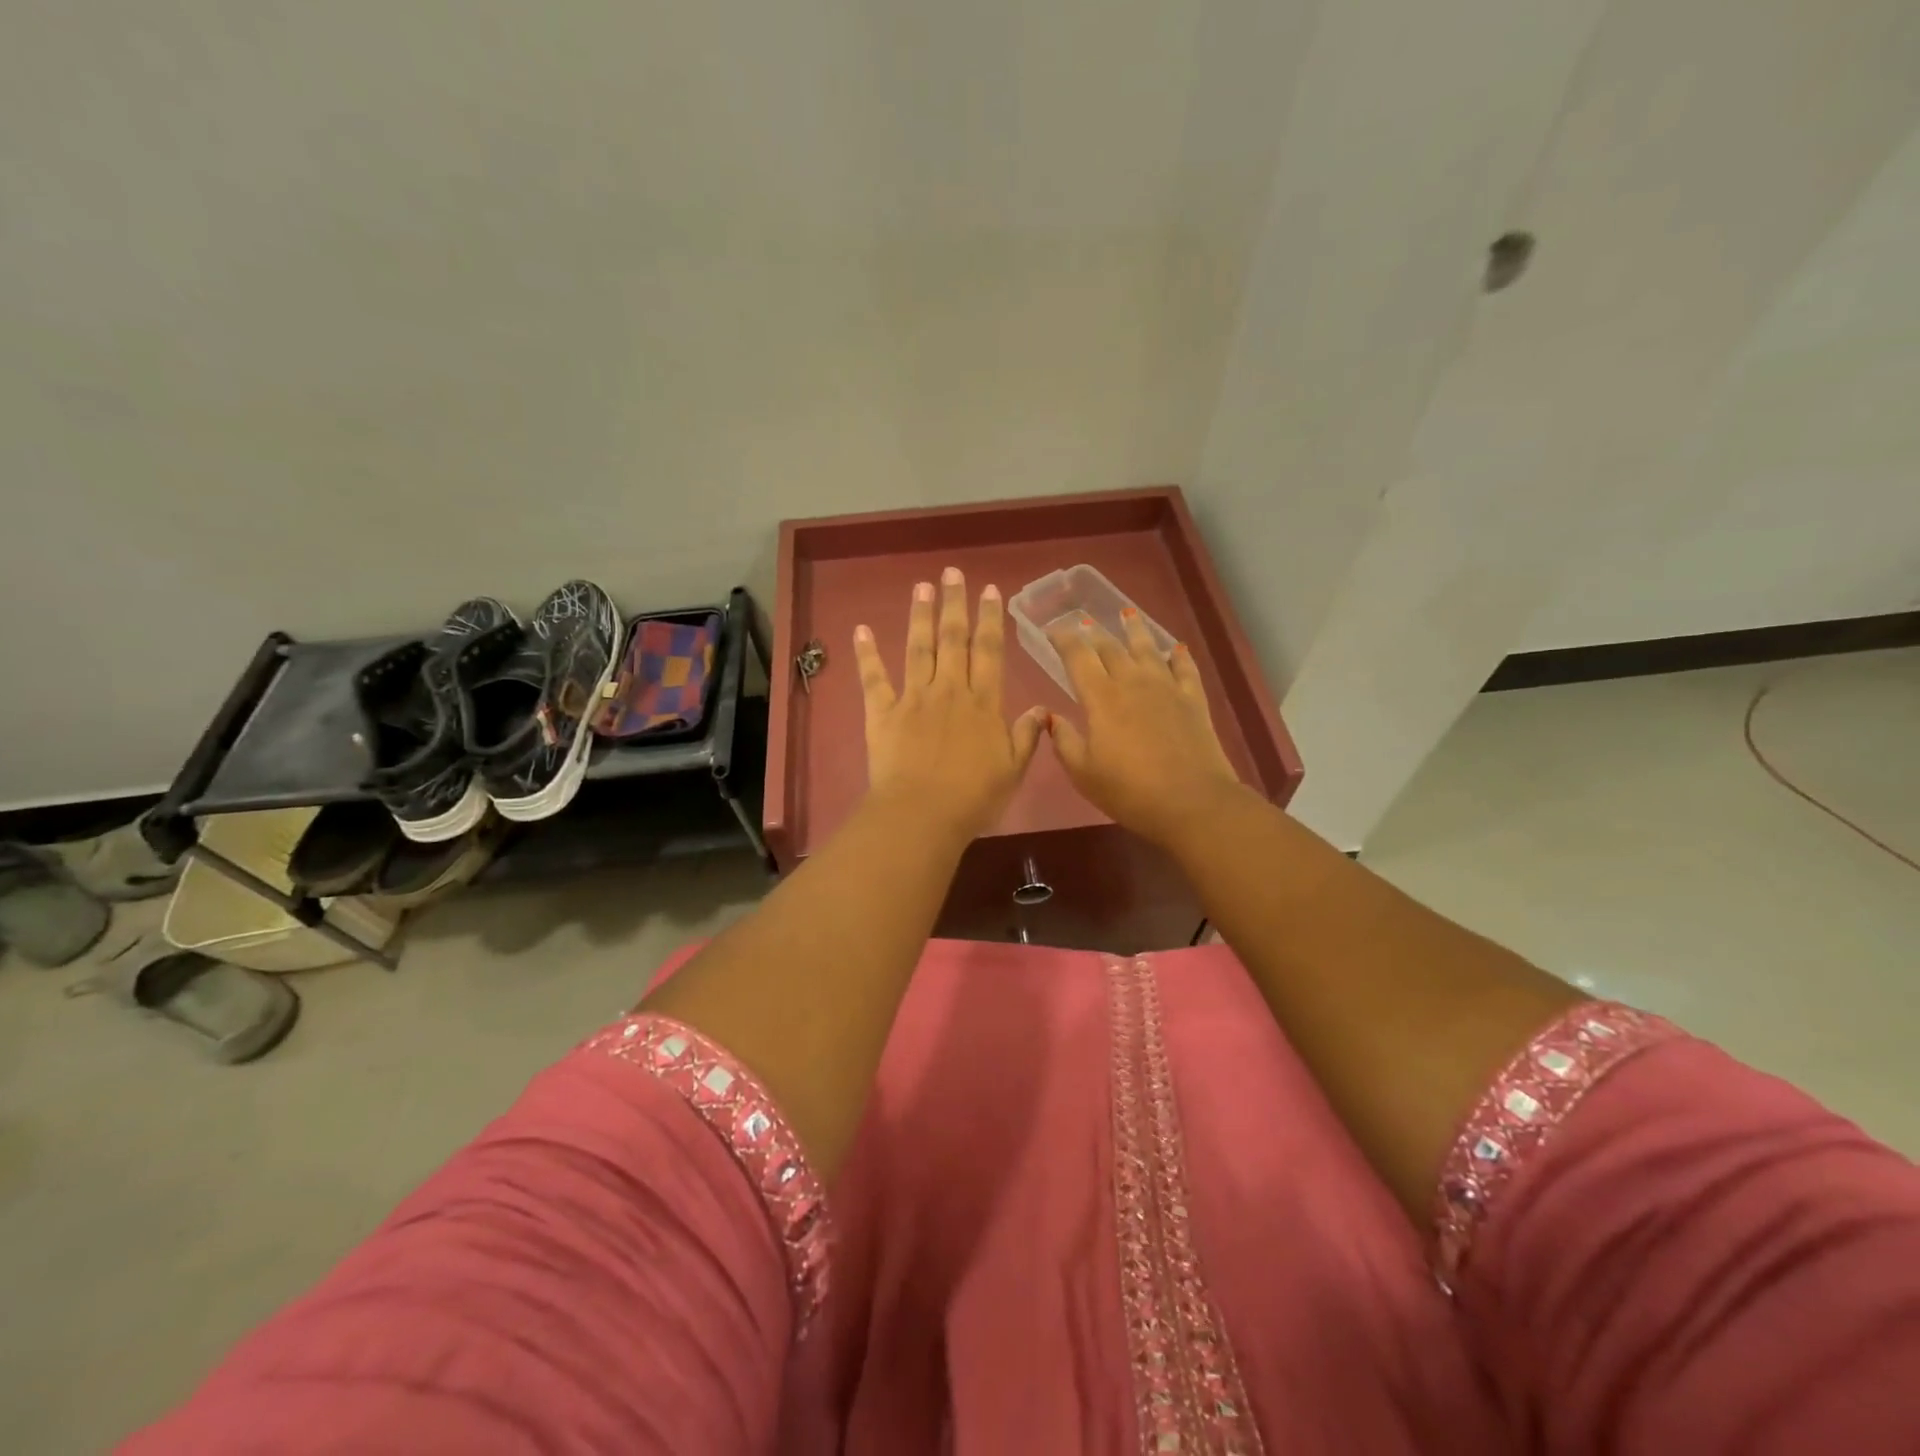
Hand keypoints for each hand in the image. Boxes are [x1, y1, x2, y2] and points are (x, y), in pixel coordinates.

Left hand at [854, 568, 1046, 842]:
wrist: (922, 815)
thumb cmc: (973, 797)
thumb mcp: (1013, 770)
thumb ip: (1026, 736)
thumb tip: (1040, 709)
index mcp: (983, 703)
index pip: (989, 651)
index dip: (990, 618)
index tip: (990, 590)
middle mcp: (949, 690)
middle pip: (953, 639)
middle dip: (954, 604)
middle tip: (952, 573)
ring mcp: (913, 698)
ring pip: (918, 648)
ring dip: (920, 615)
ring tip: (922, 586)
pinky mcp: (882, 713)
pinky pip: (874, 678)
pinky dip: (866, 654)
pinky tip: (861, 629)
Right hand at [1045, 610, 1244, 847]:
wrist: (1191, 802)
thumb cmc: (1128, 791)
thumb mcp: (1083, 773)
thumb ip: (1063, 740)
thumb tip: (1049, 716)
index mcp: (1100, 697)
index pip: (1077, 656)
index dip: (1062, 639)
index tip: (1052, 628)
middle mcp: (1132, 682)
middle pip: (1110, 647)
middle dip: (1093, 632)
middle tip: (1083, 622)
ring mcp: (1166, 687)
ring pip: (1147, 648)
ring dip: (1134, 630)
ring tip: (1127, 614)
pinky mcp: (1193, 699)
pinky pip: (1185, 667)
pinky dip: (1178, 655)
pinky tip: (1175, 648)